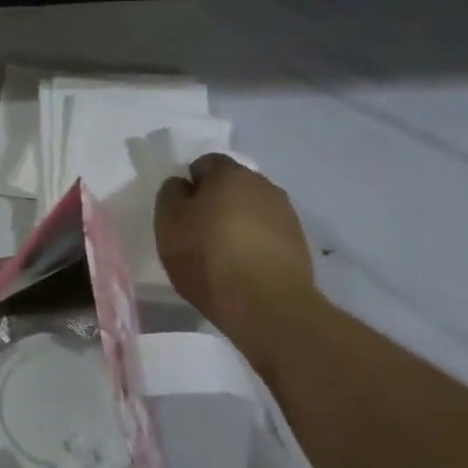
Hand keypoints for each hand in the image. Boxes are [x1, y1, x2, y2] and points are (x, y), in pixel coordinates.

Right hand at [154, 154, 323, 362]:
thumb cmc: (208, 256)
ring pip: (252, 210)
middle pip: (233, 185)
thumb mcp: (169, 223)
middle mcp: (263, 185)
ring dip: (237, 223)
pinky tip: (243, 268)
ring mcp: (286, 214)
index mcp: (230, 174)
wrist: (266, 305)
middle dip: (216, 202)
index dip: (190, 183)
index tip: (181, 211)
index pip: (206, 163)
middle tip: (198, 231)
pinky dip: (254, 244)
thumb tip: (183, 185)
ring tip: (221, 254)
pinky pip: (268, 234)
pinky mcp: (299, 244)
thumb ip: (171, 195)